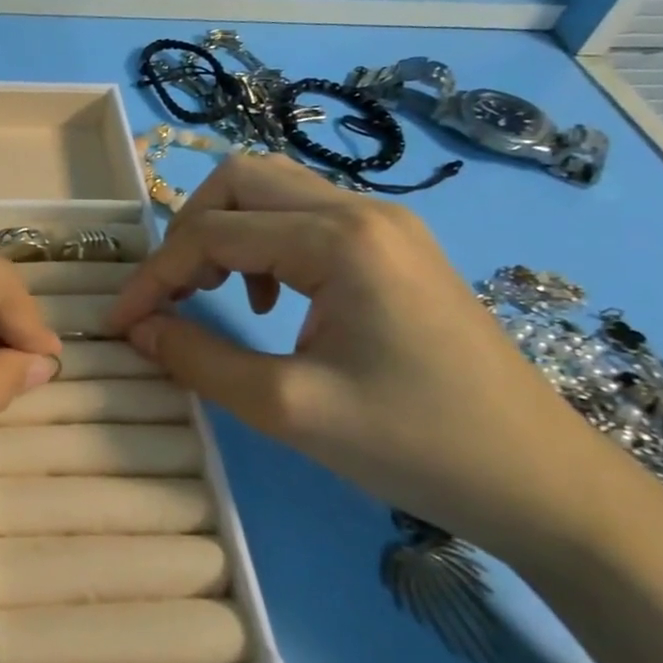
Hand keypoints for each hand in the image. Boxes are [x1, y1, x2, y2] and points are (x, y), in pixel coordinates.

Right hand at [107, 156, 662, 662]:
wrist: (543, 482)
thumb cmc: (416, 444)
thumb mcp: (288, 408)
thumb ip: (199, 360)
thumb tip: (138, 330)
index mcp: (339, 239)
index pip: (213, 233)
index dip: (155, 276)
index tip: (119, 323)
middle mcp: (360, 209)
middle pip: (240, 180)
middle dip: (186, 233)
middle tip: (171, 296)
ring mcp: (383, 224)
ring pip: (271, 192)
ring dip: (223, 232)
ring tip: (212, 294)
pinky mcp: (393, 248)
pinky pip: (303, 218)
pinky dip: (261, 243)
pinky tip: (268, 300)